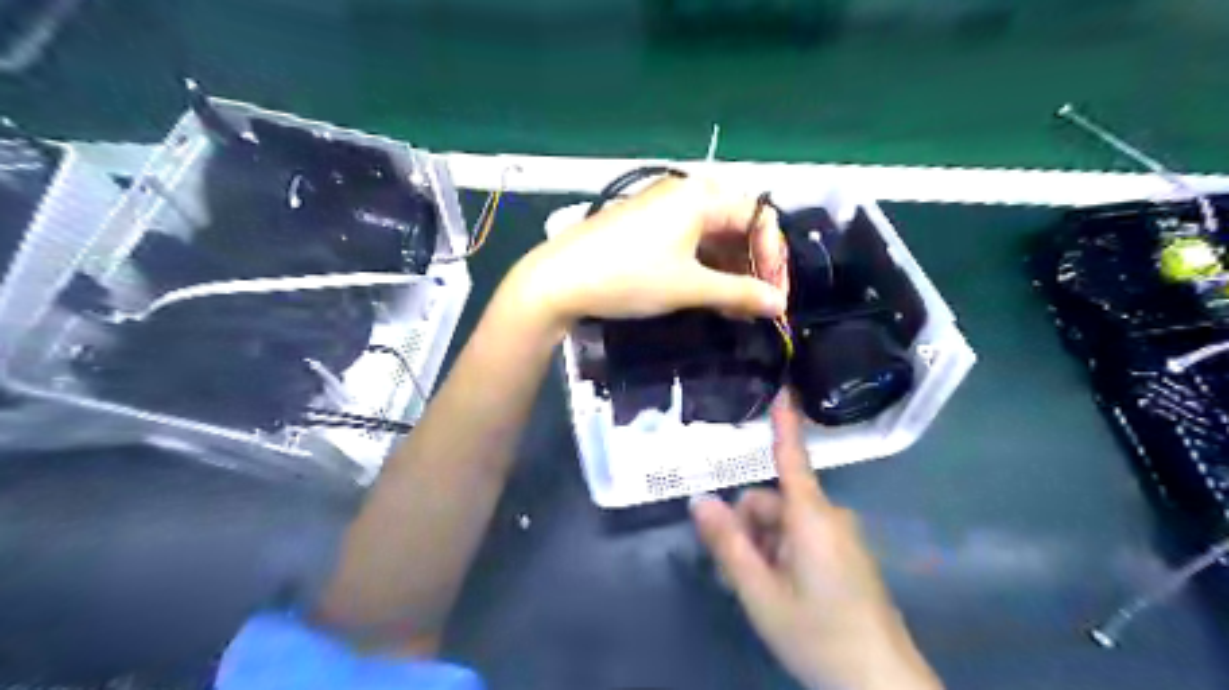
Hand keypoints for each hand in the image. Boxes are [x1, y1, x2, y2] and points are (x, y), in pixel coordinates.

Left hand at [516, 174, 792, 327]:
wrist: (559, 280)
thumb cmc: (629, 276)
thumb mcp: (689, 287)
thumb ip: (739, 293)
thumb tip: (780, 305)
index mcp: (701, 196)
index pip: (758, 218)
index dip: (773, 257)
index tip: (774, 297)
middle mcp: (685, 193)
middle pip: (736, 225)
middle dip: (752, 265)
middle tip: (756, 304)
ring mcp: (663, 209)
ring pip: (712, 236)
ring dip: (729, 270)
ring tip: (734, 307)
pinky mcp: (647, 227)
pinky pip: (689, 242)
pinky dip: (704, 267)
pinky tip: (708, 295)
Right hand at [691, 395, 942, 688]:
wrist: (880, 686)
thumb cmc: (817, 633)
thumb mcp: (759, 591)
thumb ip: (727, 543)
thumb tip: (698, 499)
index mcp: (811, 517)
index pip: (792, 458)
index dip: (785, 424)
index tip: (784, 389)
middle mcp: (829, 517)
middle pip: (771, 502)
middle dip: (747, 528)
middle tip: (735, 573)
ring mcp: (840, 538)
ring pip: (784, 524)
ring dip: (761, 547)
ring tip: (754, 590)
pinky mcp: (845, 556)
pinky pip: (802, 540)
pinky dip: (781, 556)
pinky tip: (775, 591)